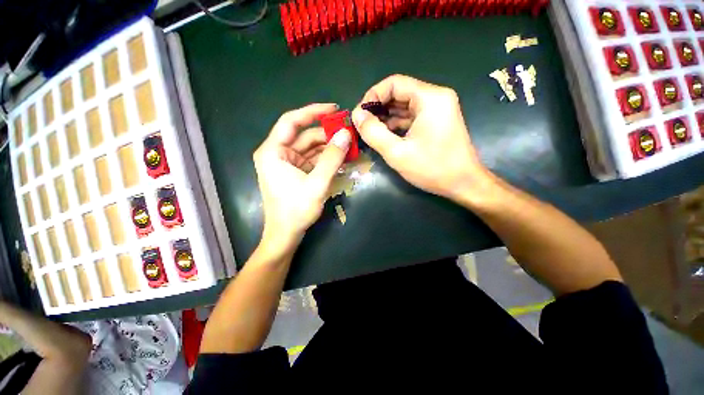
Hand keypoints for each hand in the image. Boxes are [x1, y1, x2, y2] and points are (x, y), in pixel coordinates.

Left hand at [254, 103, 350, 253]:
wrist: (286, 234)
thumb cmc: (296, 210)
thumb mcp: (317, 183)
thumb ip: (332, 158)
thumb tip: (346, 134)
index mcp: (273, 152)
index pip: (291, 121)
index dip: (313, 112)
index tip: (334, 109)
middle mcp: (278, 154)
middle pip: (304, 136)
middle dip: (327, 134)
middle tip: (348, 132)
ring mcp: (287, 163)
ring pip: (310, 148)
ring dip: (329, 147)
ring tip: (349, 146)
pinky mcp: (295, 172)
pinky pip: (312, 160)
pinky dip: (325, 159)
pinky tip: (340, 158)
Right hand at [352, 75, 492, 205]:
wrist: (463, 183)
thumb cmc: (432, 168)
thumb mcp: (397, 152)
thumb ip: (373, 132)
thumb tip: (357, 115)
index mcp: (430, 98)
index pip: (394, 83)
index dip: (372, 96)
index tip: (359, 115)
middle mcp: (436, 97)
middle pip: (399, 93)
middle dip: (378, 108)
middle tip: (362, 125)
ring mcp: (438, 109)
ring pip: (404, 105)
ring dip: (386, 117)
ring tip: (370, 131)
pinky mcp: (437, 121)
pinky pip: (412, 116)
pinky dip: (397, 124)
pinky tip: (385, 135)